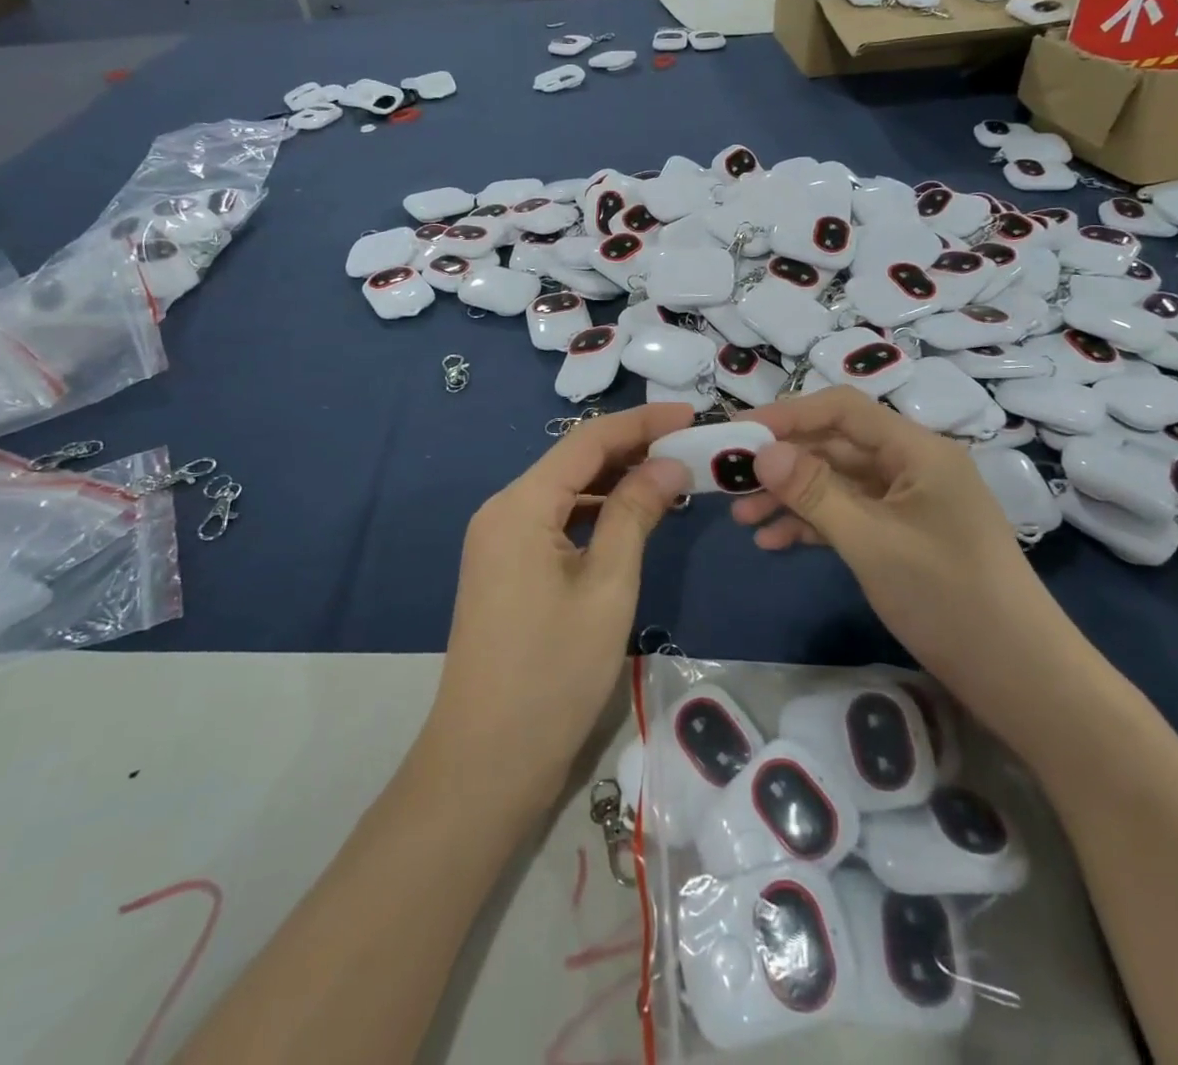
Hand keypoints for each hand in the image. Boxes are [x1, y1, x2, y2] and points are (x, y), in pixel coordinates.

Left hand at [426, 405, 692, 804]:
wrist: (487, 761)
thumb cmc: (553, 672)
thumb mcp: (607, 586)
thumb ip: (636, 514)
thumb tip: (669, 464)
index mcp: (520, 505)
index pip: (587, 441)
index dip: (641, 423)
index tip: (691, 415)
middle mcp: (502, 511)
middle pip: (573, 462)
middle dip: (631, 450)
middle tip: (689, 448)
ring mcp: (498, 542)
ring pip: (565, 493)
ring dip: (615, 482)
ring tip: (670, 478)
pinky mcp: (504, 569)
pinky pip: (554, 523)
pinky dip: (594, 515)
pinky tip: (630, 520)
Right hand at [731, 388, 1075, 730]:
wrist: (1023, 679)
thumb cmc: (950, 598)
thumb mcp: (872, 542)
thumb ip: (814, 492)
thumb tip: (762, 452)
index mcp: (917, 450)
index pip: (842, 409)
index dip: (787, 414)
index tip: (737, 432)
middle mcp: (913, 466)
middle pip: (835, 446)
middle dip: (782, 463)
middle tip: (728, 481)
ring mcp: (909, 503)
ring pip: (838, 484)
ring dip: (791, 498)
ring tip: (742, 519)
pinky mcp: (905, 537)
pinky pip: (851, 516)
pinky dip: (814, 525)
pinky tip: (775, 543)